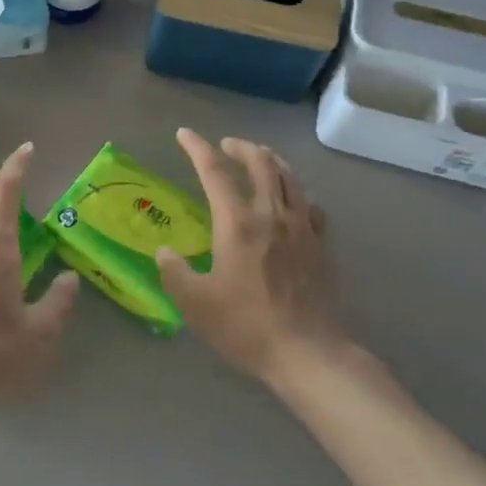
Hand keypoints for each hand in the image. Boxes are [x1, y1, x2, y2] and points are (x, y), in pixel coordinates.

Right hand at [156, 128, 340, 385]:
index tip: (184, 134)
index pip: (214, 171)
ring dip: (270, 160)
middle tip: (225, 145)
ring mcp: (301, 227)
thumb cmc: (246, 326)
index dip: (197, 148)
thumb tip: (165, 251)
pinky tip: (293, 197)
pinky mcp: (320, 244)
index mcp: (237, 223)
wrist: (308, 352)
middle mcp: (271, 214)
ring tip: (259, 158)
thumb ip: (175, 272)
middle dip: (240, 147)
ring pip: (289, 176)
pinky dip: (297, 190)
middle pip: (260, 162)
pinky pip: (310, 203)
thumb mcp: (195, 303)